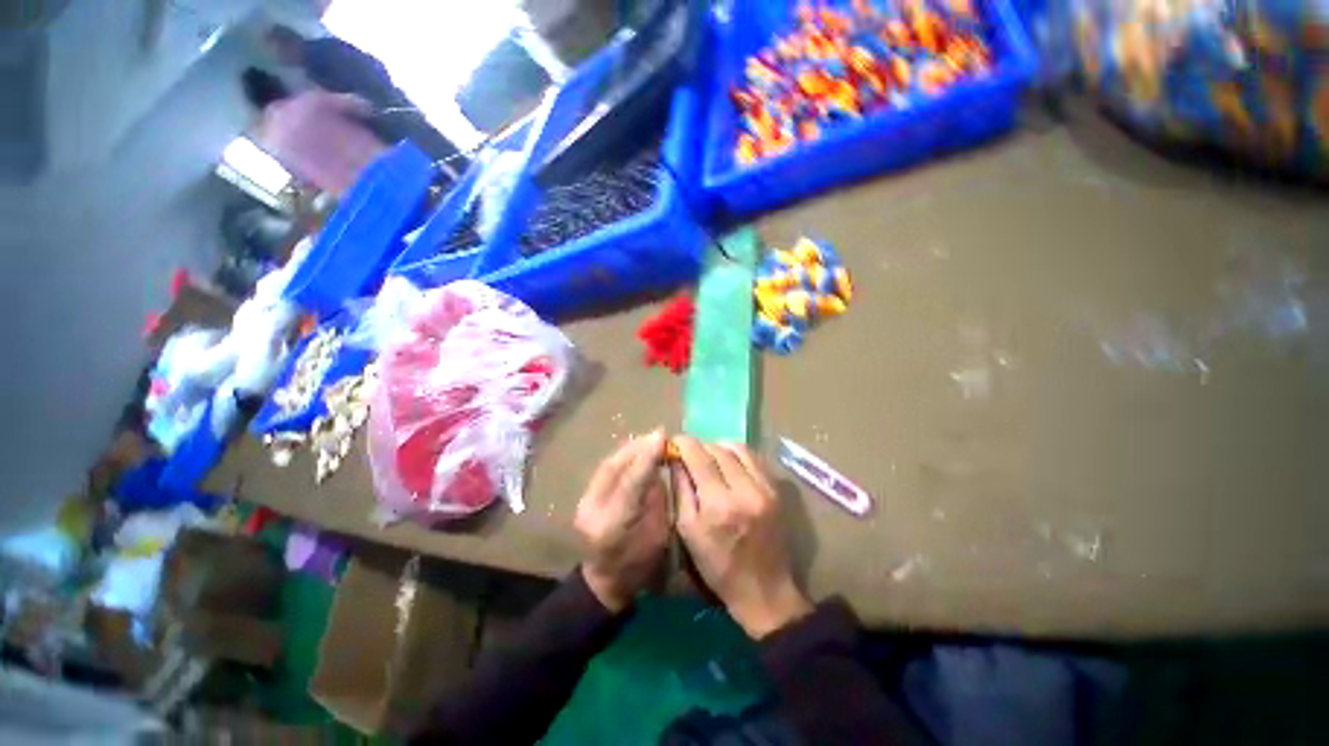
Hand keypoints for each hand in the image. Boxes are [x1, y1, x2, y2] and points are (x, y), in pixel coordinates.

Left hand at [574, 430, 670, 611]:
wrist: (605, 580)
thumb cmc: (641, 564)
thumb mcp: (660, 534)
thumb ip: (658, 497)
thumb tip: (659, 463)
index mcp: (615, 528)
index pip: (630, 485)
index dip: (647, 458)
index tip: (662, 436)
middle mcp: (593, 512)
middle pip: (613, 469)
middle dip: (638, 447)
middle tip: (659, 434)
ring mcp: (584, 503)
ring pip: (608, 464)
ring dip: (631, 448)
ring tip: (650, 438)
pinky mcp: (584, 496)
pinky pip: (605, 468)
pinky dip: (623, 456)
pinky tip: (637, 449)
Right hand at [671, 436, 812, 637]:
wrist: (764, 589)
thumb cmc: (718, 565)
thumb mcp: (688, 530)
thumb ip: (681, 489)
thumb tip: (675, 459)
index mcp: (718, 505)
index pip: (699, 457)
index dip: (684, 444)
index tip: (674, 442)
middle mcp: (744, 490)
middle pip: (718, 449)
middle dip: (699, 446)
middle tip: (689, 452)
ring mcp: (764, 488)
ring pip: (738, 448)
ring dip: (719, 446)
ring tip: (708, 456)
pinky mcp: (776, 490)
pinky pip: (754, 458)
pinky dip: (737, 454)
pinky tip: (729, 463)